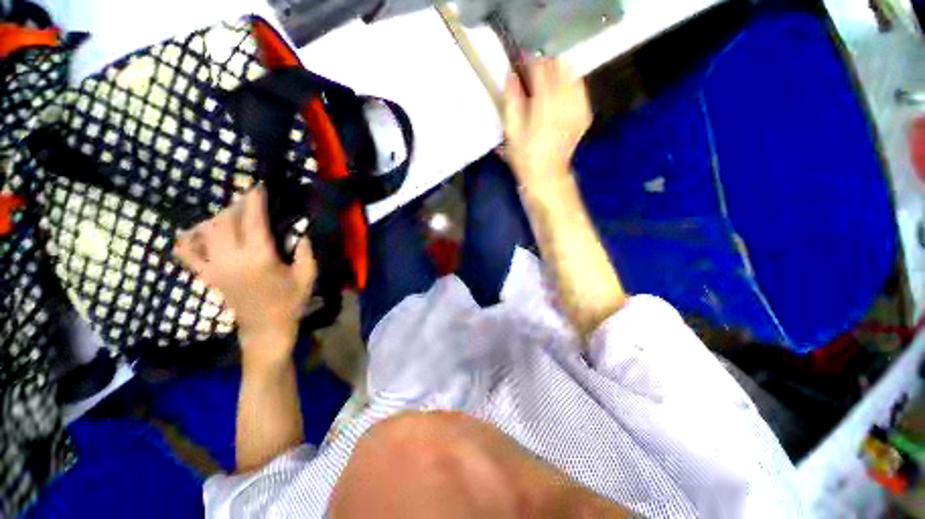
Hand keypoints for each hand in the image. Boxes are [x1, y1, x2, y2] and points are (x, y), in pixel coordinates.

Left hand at [173, 186, 316, 363]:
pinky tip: (195, 232)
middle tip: (248, 199)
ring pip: (206, 231)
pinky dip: (186, 240)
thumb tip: (301, 229)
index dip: (254, 200)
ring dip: (218, 217)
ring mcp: (214, 267)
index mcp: (259, 258)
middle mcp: (231, 258)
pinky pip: (187, 254)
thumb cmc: (290, 301)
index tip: (258, 185)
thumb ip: (305, 250)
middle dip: (236, 205)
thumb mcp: (308, 275)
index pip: (252, 220)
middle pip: (225, 220)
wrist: (265, 328)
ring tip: (232, 213)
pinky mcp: (207, 275)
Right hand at [502, 59, 591, 188]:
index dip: (529, 61)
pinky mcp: (583, 115)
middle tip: (532, 74)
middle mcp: (565, 100)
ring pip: (572, 74)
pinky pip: (579, 90)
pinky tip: (560, 96)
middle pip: (559, 66)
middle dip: (545, 65)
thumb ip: (512, 101)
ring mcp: (578, 107)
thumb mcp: (512, 131)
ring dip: (558, 73)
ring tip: (546, 83)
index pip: (540, 67)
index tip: (519, 63)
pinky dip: (570, 86)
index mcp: (545, 102)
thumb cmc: (525, 156)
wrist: (547, 176)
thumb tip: (511, 76)